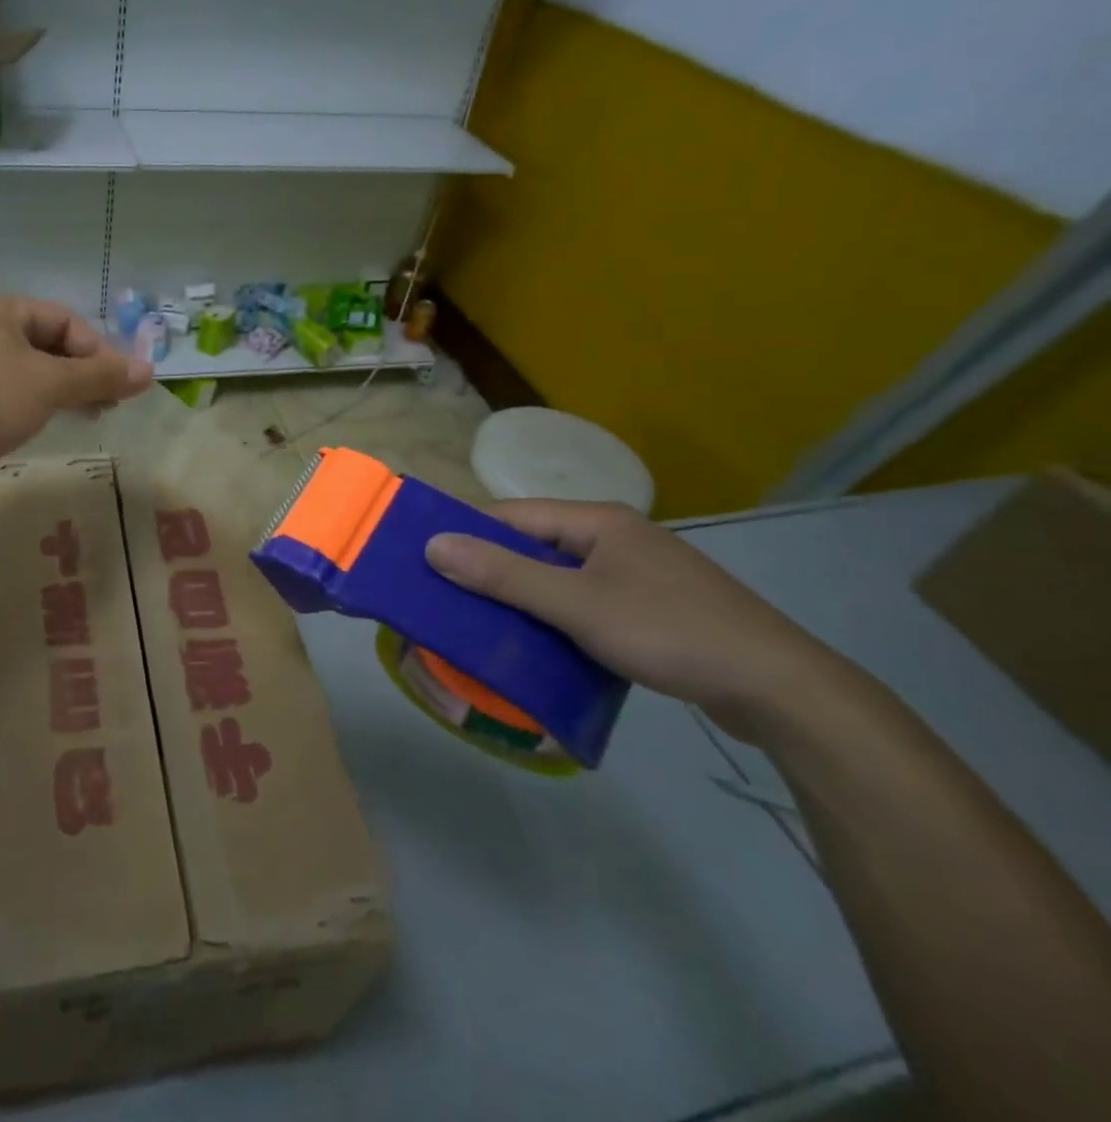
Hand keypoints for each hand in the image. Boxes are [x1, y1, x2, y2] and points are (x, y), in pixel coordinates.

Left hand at [0, 296, 152, 466]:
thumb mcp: (50, 385)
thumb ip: (100, 376)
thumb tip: (150, 371)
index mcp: (1, 309)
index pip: (65, 320)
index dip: (99, 350)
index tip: (120, 384)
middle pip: (49, 343)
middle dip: (84, 372)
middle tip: (110, 403)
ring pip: (31, 367)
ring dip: (65, 388)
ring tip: (90, 415)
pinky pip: (11, 385)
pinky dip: (38, 398)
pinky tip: (52, 419)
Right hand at [424, 500, 840, 741]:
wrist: (780, 689)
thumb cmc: (669, 631)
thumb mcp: (576, 604)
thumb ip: (503, 574)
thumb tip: (433, 544)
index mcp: (598, 521)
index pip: (512, 514)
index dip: (467, 533)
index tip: (426, 559)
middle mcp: (616, 537)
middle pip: (535, 545)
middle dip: (492, 569)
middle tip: (447, 598)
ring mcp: (639, 573)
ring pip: (560, 577)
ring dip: (524, 598)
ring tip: (482, 624)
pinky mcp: (654, 609)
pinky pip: (586, 602)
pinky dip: (557, 618)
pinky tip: (539, 645)